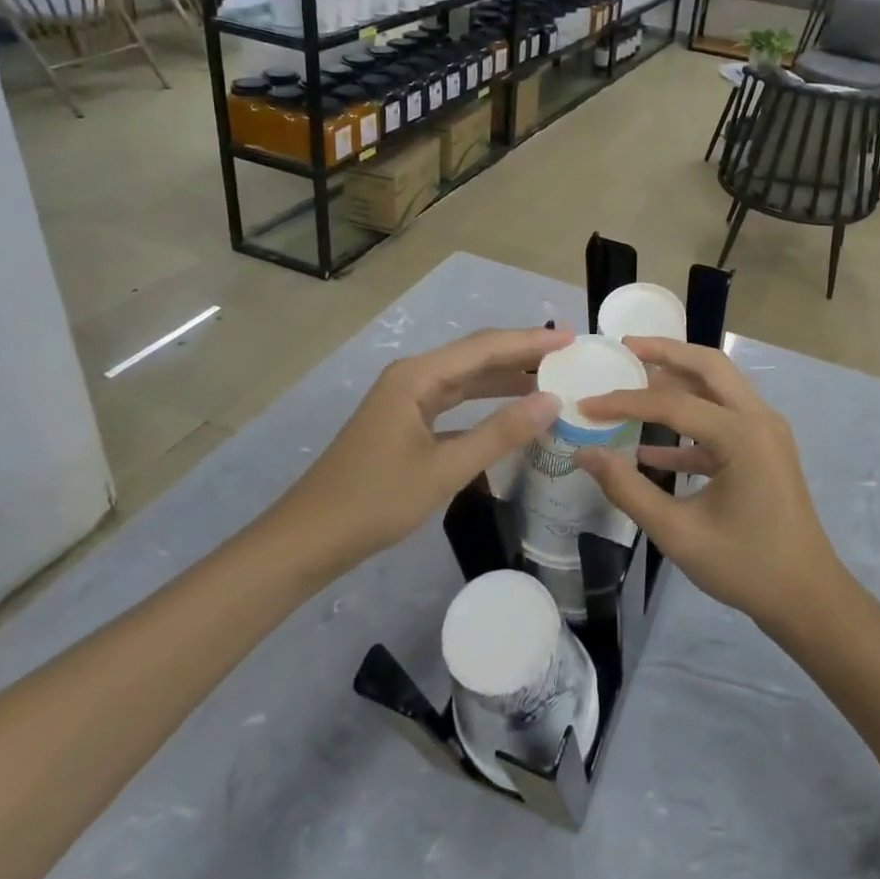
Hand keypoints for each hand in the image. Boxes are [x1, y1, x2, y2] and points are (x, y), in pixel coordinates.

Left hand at [275, 327, 567, 570]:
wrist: (307, 540)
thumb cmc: (374, 501)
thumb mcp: (444, 469)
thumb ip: (499, 433)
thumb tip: (552, 400)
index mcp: (417, 376)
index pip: (485, 347)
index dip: (530, 341)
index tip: (572, 338)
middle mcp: (412, 377)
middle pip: (476, 356)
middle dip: (521, 353)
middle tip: (568, 354)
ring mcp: (406, 400)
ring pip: (466, 379)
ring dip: (505, 378)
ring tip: (549, 377)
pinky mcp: (405, 423)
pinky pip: (454, 402)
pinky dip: (484, 403)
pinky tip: (509, 412)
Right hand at [576, 337, 843, 631]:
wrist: (809, 599)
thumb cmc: (747, 567)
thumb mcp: (680, 534)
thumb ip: (628, 489)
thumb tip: (585, 454)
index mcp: (742, 434)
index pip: (673, 403)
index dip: (624, 402)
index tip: (586, 404)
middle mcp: (759, 418)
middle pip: (708, 365)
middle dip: (665, 352)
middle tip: (624, 348)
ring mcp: (765, 431)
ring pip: (718, 386)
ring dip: (678, 379)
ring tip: (634, 378)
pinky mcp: (764, 449)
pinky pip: (722, 421)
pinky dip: (689, 423)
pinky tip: (650, 446)